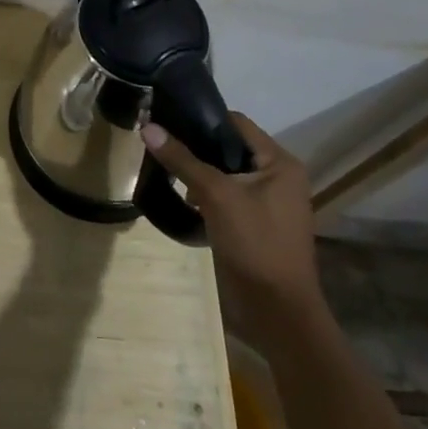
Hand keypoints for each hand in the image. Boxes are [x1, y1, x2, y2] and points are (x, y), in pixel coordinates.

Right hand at [139, 113, 321, 320]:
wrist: (277, 311)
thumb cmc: (255, 243)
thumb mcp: (215, 195)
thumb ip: (182, 159)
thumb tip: (147, 127)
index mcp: (280, 162)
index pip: (236, 123)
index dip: (203, 118)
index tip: (168, 117)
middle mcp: (278, 176)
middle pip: (230, 147)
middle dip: (197, 145)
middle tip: (161, 142)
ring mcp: (269, 201)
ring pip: (227, 172)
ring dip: (200, 170)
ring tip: (166, 167)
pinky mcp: (257, 223)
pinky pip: (228, 194)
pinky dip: (207, 192)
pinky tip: (183, 195)